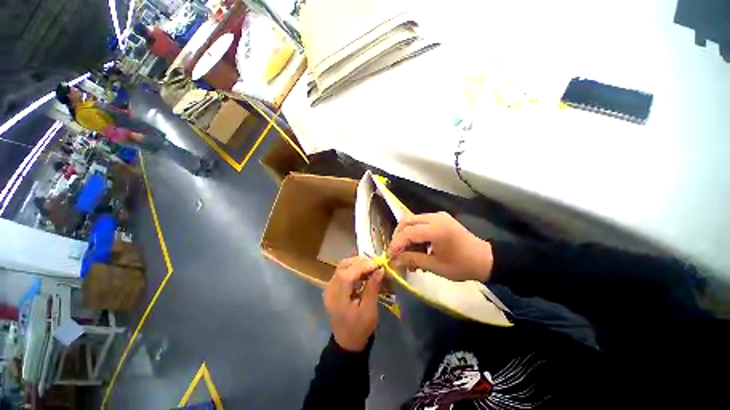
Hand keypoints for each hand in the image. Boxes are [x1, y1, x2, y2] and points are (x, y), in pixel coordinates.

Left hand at [324, 257, 384, 351]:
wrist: (347, 341)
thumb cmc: (360, 328)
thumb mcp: (369, 310)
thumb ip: (373, 288)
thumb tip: (380, 270)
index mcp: (337, 297)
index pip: (346, 274)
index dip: (362, 266)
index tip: (377, 264)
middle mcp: (330, 288)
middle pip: (343, 266)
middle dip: (360, 262)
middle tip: (375, 264)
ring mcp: (330, 287)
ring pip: (342, 266)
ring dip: (357, 263)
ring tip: (370, 267)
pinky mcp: (333, 287)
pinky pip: (342, 271)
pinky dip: (353, 268)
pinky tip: (363, 272)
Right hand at [388, 212, 492, 281]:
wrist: (486, 259)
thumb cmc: (462, 265)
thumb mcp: (436, 266)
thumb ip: (413, 260)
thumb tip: (394, 260)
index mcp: (436, 229)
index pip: (407, 232)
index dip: (396, 244)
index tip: (389, 256)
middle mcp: (435, 217)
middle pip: (406, 221)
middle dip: (398, 237)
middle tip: (396, 252)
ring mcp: (438, 216)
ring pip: (412, 221)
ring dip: (406, 236)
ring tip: (408, 254)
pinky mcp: (440, 218)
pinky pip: (421, 223)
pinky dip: (415, 234)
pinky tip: (418, 248)